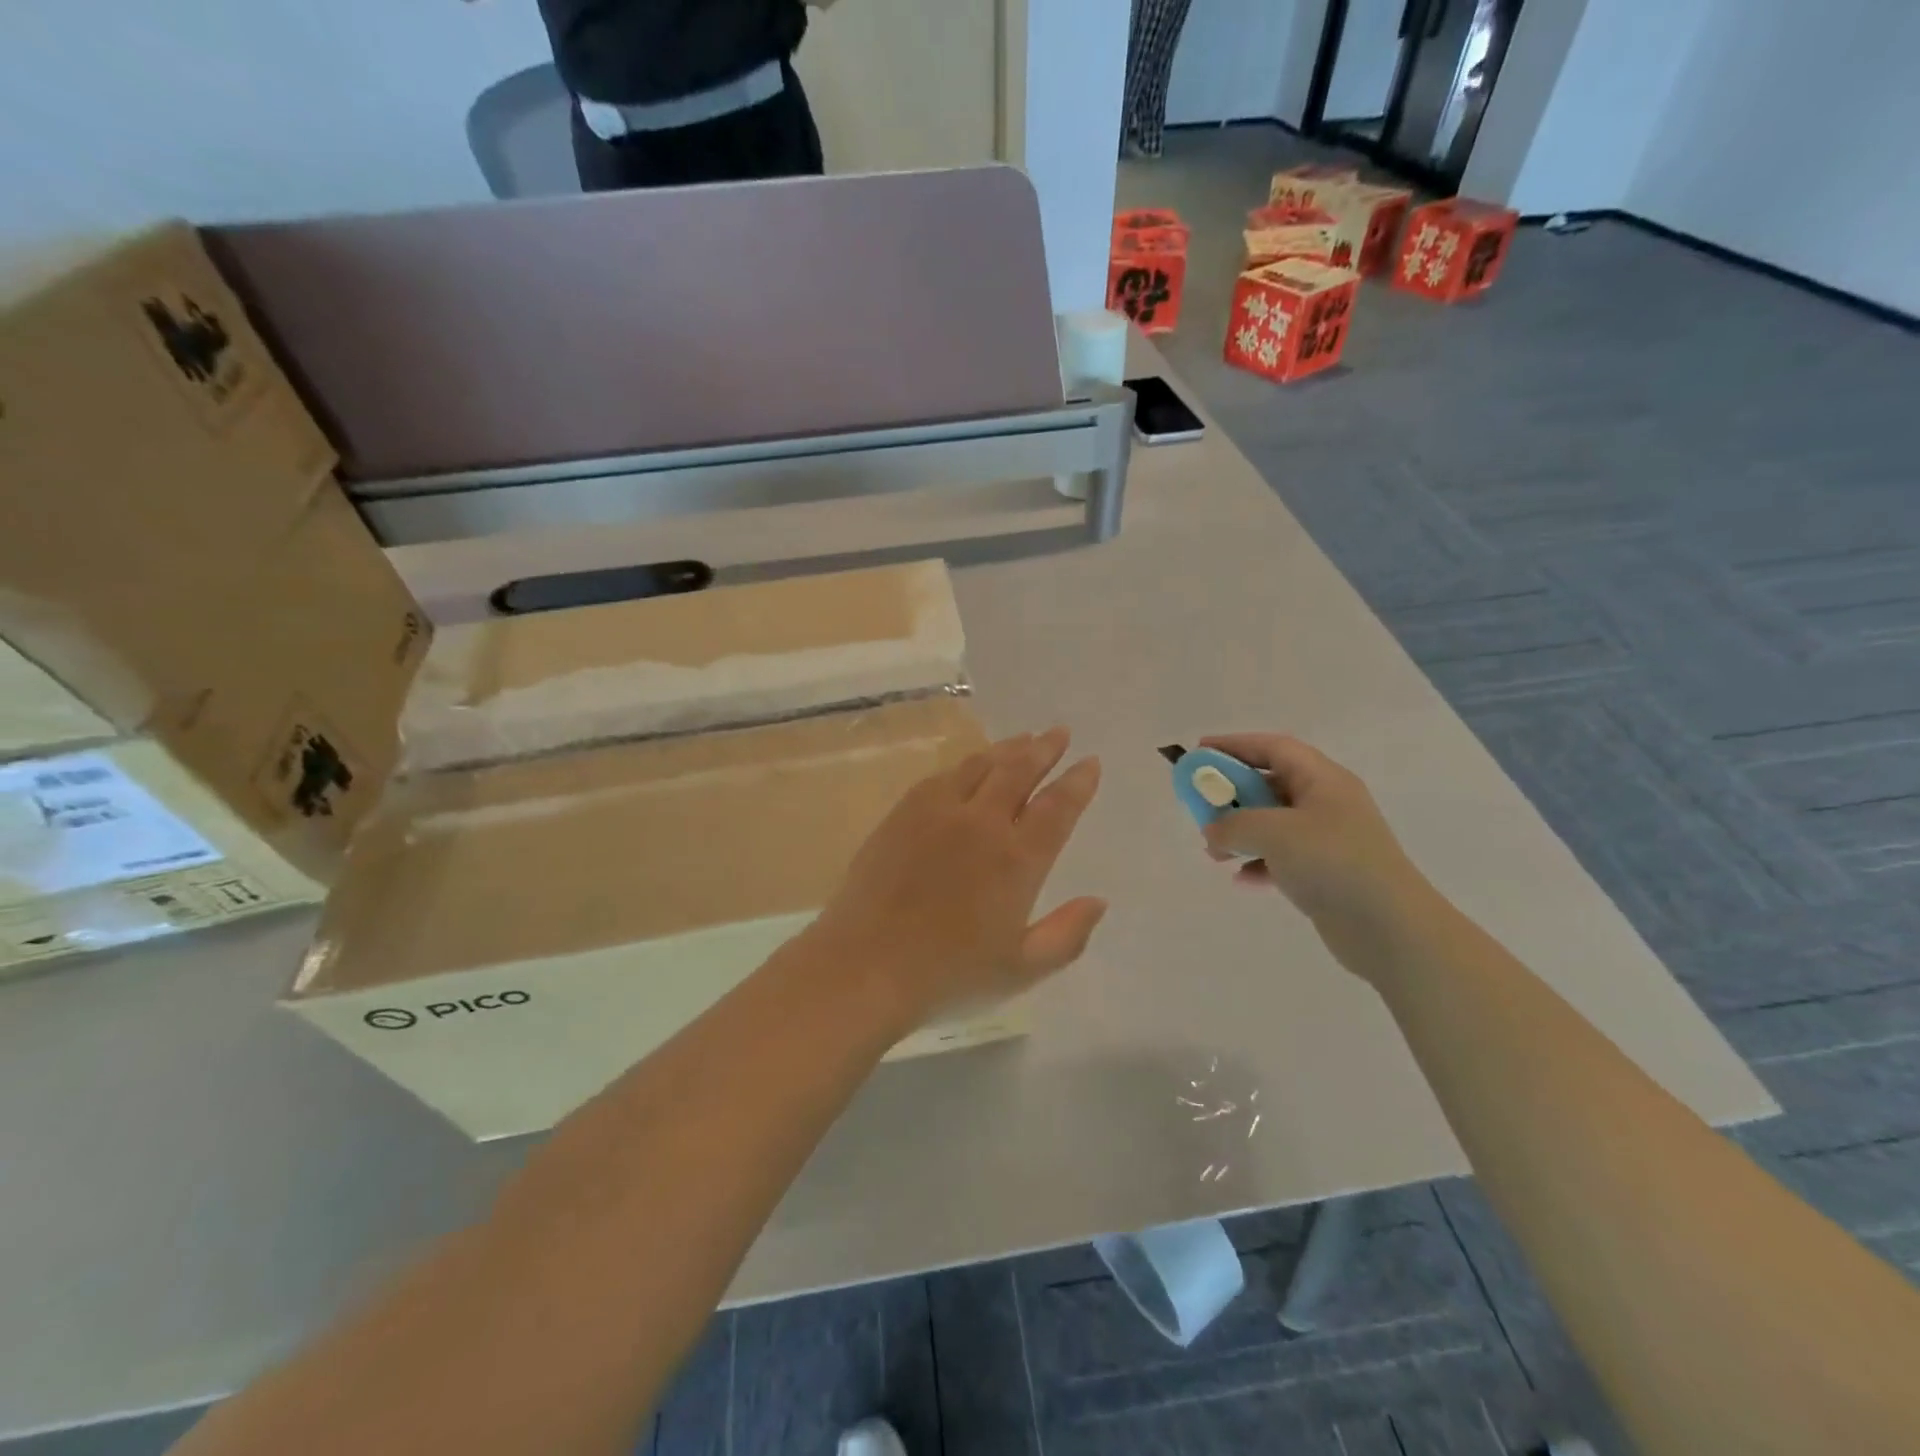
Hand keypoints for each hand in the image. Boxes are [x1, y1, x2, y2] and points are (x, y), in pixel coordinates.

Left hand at [803, 728, 1105, 1030]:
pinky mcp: (903, 813)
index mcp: (1017, 860)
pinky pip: (942, 776)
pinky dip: (966, 764)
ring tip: (1023, 740)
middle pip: (1020, 771)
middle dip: (1045, 749)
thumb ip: (1067, 935)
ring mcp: (938, 813)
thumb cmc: (949, 974)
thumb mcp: (1021, 970)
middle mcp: (981, 824)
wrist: (865, 964)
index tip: (1090, 762)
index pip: (1057, 808)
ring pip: (980, 765)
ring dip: (1007, 749)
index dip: (1078, 782)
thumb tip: (1098, 901)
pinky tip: (969, 766)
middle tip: (1060, 732)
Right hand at [1199, 734, 1423, 932]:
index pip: (1274, 748)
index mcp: (1323, 780)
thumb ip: (1233, 824)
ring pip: (1273, 824)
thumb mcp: (1274, 832)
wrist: (1389, 928)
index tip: (1199, 751)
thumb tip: (1213, 831)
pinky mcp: (1326, 874)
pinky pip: (1282, 858)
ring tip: (1213, 852)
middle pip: (1270, 784)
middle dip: (1232, 794)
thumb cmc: (1333, 862)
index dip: (1235, 745)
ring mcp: (1328, 840)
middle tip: (1201, 806)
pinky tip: (1241, 879)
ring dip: (1240, 833)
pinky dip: (1258, 863)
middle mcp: (1327, 804)